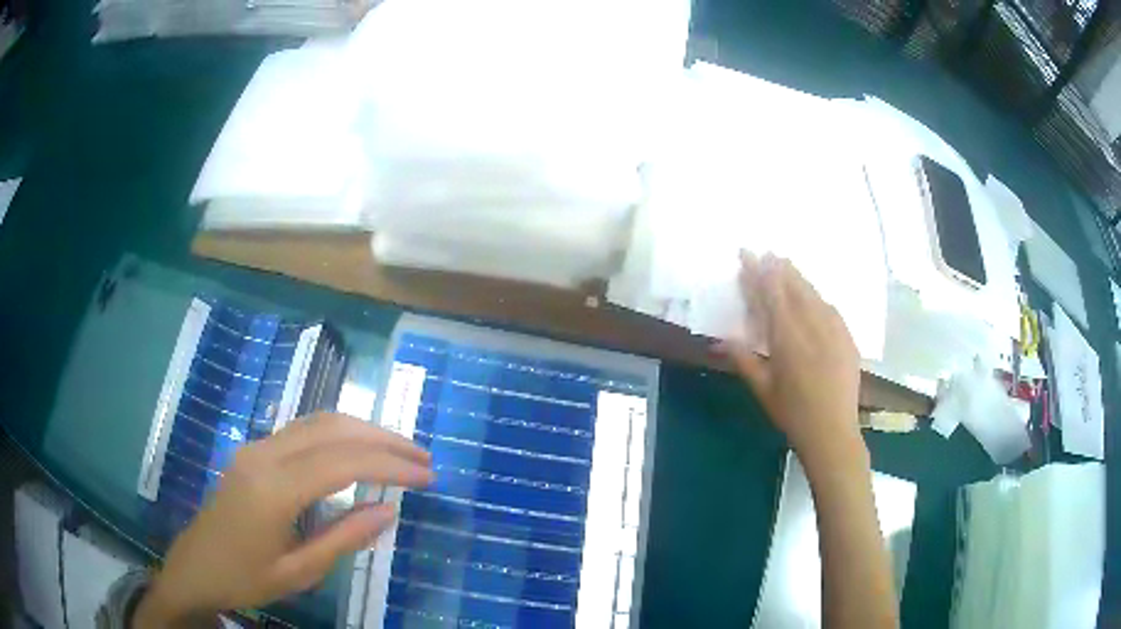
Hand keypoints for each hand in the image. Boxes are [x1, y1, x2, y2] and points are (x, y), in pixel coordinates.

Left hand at [135, 413, 432, 626]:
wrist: (194, 568)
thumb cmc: (245, 578)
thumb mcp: (299, 571)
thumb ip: (345, 538)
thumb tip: (389, 510)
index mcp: (274, 489)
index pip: (344, 462)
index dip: (391, 464)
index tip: (427, 475)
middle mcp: (265, 454)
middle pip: (333, 429)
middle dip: (383, 439)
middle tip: (423, 458)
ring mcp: (256, 447)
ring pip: (318, 422)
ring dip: (363, 430)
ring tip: (399, 450)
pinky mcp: (253, 451)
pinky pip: (303, 431)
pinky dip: (339, 434)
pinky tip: (357, 449)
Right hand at [720, 252, 863, 466]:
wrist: (833, 431)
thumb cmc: (792, 414)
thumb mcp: (763, 389)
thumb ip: (742, 359)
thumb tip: (718, 340)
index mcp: (787, 337)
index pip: (771, 294)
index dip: (758, 273)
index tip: (748, 255)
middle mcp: (812, 325)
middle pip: (793, 287)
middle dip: (778, 268)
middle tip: (767, 253)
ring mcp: (833, 329)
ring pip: (813, 293)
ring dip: (798, 277)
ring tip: (786, 265)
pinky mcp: (847, 337)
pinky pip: (829, 307)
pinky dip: (817, 296)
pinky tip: (813, 296)